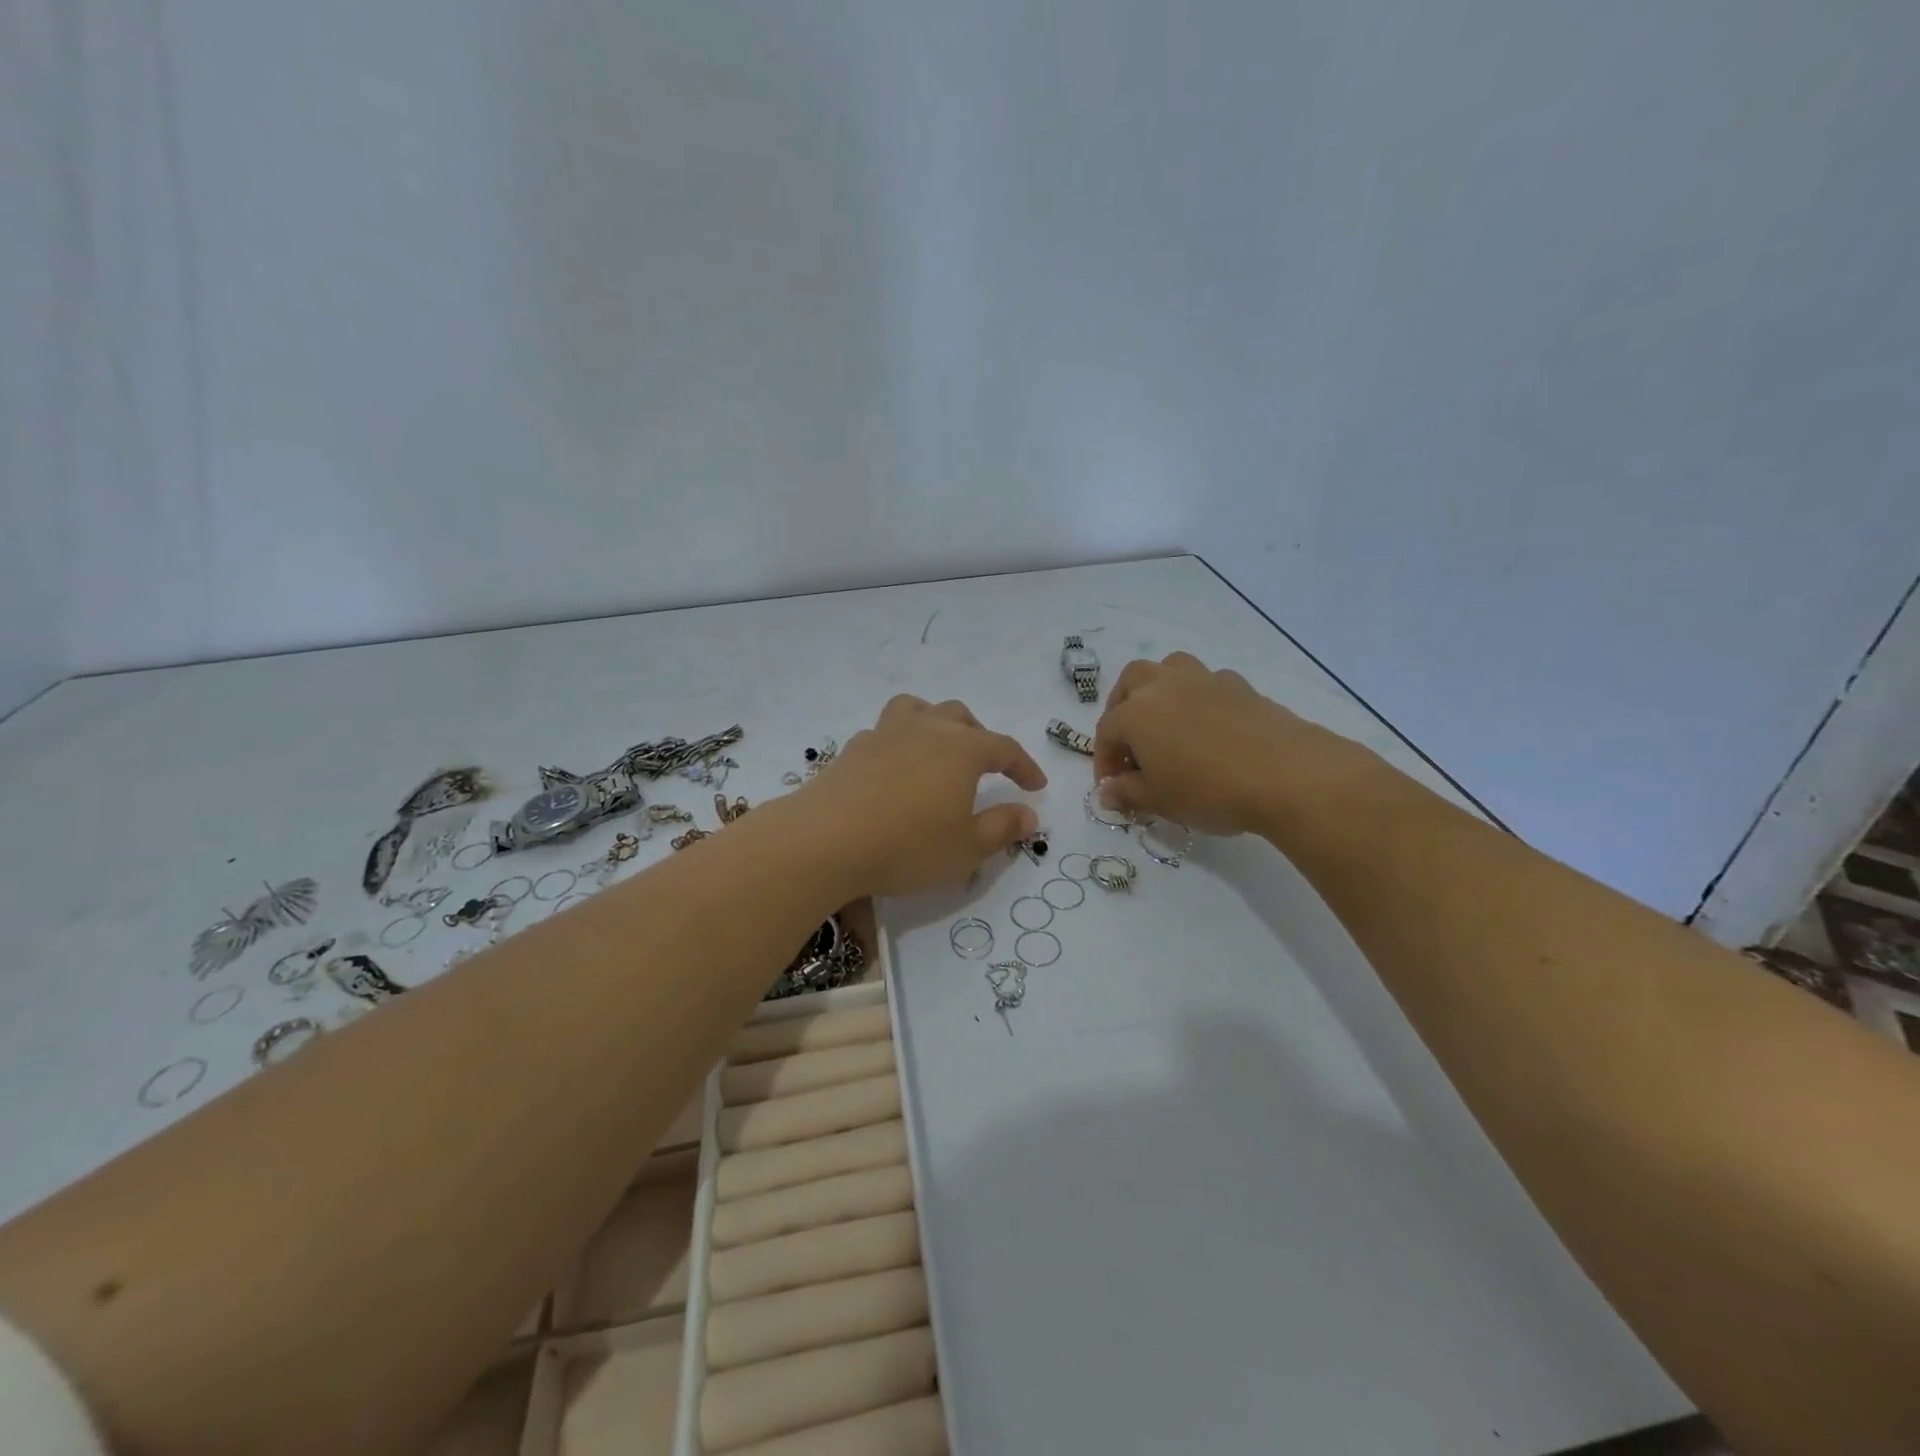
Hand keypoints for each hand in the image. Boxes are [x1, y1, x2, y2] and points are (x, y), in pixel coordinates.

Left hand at [804, 695, 1047, 896]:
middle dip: (980, 737)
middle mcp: (925, 730)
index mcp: (961, 749)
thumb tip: (1029, 814)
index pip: (1005, 748)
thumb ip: (1002, 828)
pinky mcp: (852, 749)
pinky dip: (899, 742)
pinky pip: (884, 732)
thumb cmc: (908, 846)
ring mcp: (884, 734)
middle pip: (960, 717)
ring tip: (937, 747)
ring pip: (917, 709)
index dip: (1024, 766)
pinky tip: (893, 769)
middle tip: (987, 766)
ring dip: (935, 722)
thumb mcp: (966, 848)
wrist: (825, 840)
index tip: (1036, 786)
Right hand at [1093, 652, 1366, 835]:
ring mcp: (1204, 680)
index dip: (1104, 760)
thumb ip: (1128, 793)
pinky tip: (1209, 727)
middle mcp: (1164, 686)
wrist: (1286, 774)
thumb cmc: (1209, 790)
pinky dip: (1199, 698)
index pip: (1106, 732)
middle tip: (1131, 741)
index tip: (1111, 787)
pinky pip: (1207, 683)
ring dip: (1160, 689)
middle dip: (1123, 707)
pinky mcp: (1240, 685)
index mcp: (1135, 713)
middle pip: (1132, 681)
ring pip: (1170, 668)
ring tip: (1167, 722)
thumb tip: (1107, 791)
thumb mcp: (1160, 801)